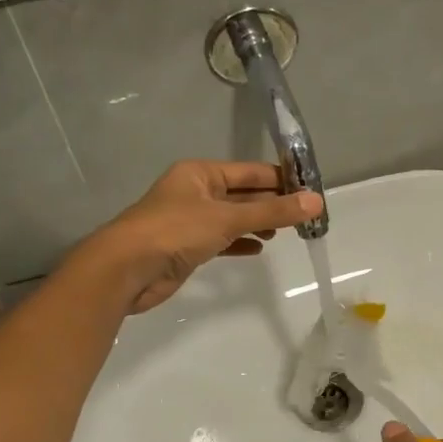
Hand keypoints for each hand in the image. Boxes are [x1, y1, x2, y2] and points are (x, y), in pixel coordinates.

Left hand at [86, 160, 322, 313]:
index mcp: (201, 173)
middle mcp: (196, 192)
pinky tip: (259, 249)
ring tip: (287, 233)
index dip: (281, 179)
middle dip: (273, 204)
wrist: (126, 270)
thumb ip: (273, 212)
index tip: (312, 191)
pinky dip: (241, 242)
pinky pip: (222, 240)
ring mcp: (190, 220)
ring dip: (258, 223)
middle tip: (307, 216)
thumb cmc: (175, 232)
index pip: (250, 172)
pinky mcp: (188, 247)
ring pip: (234, 218)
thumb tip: (316, 202)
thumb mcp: (228, 218)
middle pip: (243, 194)